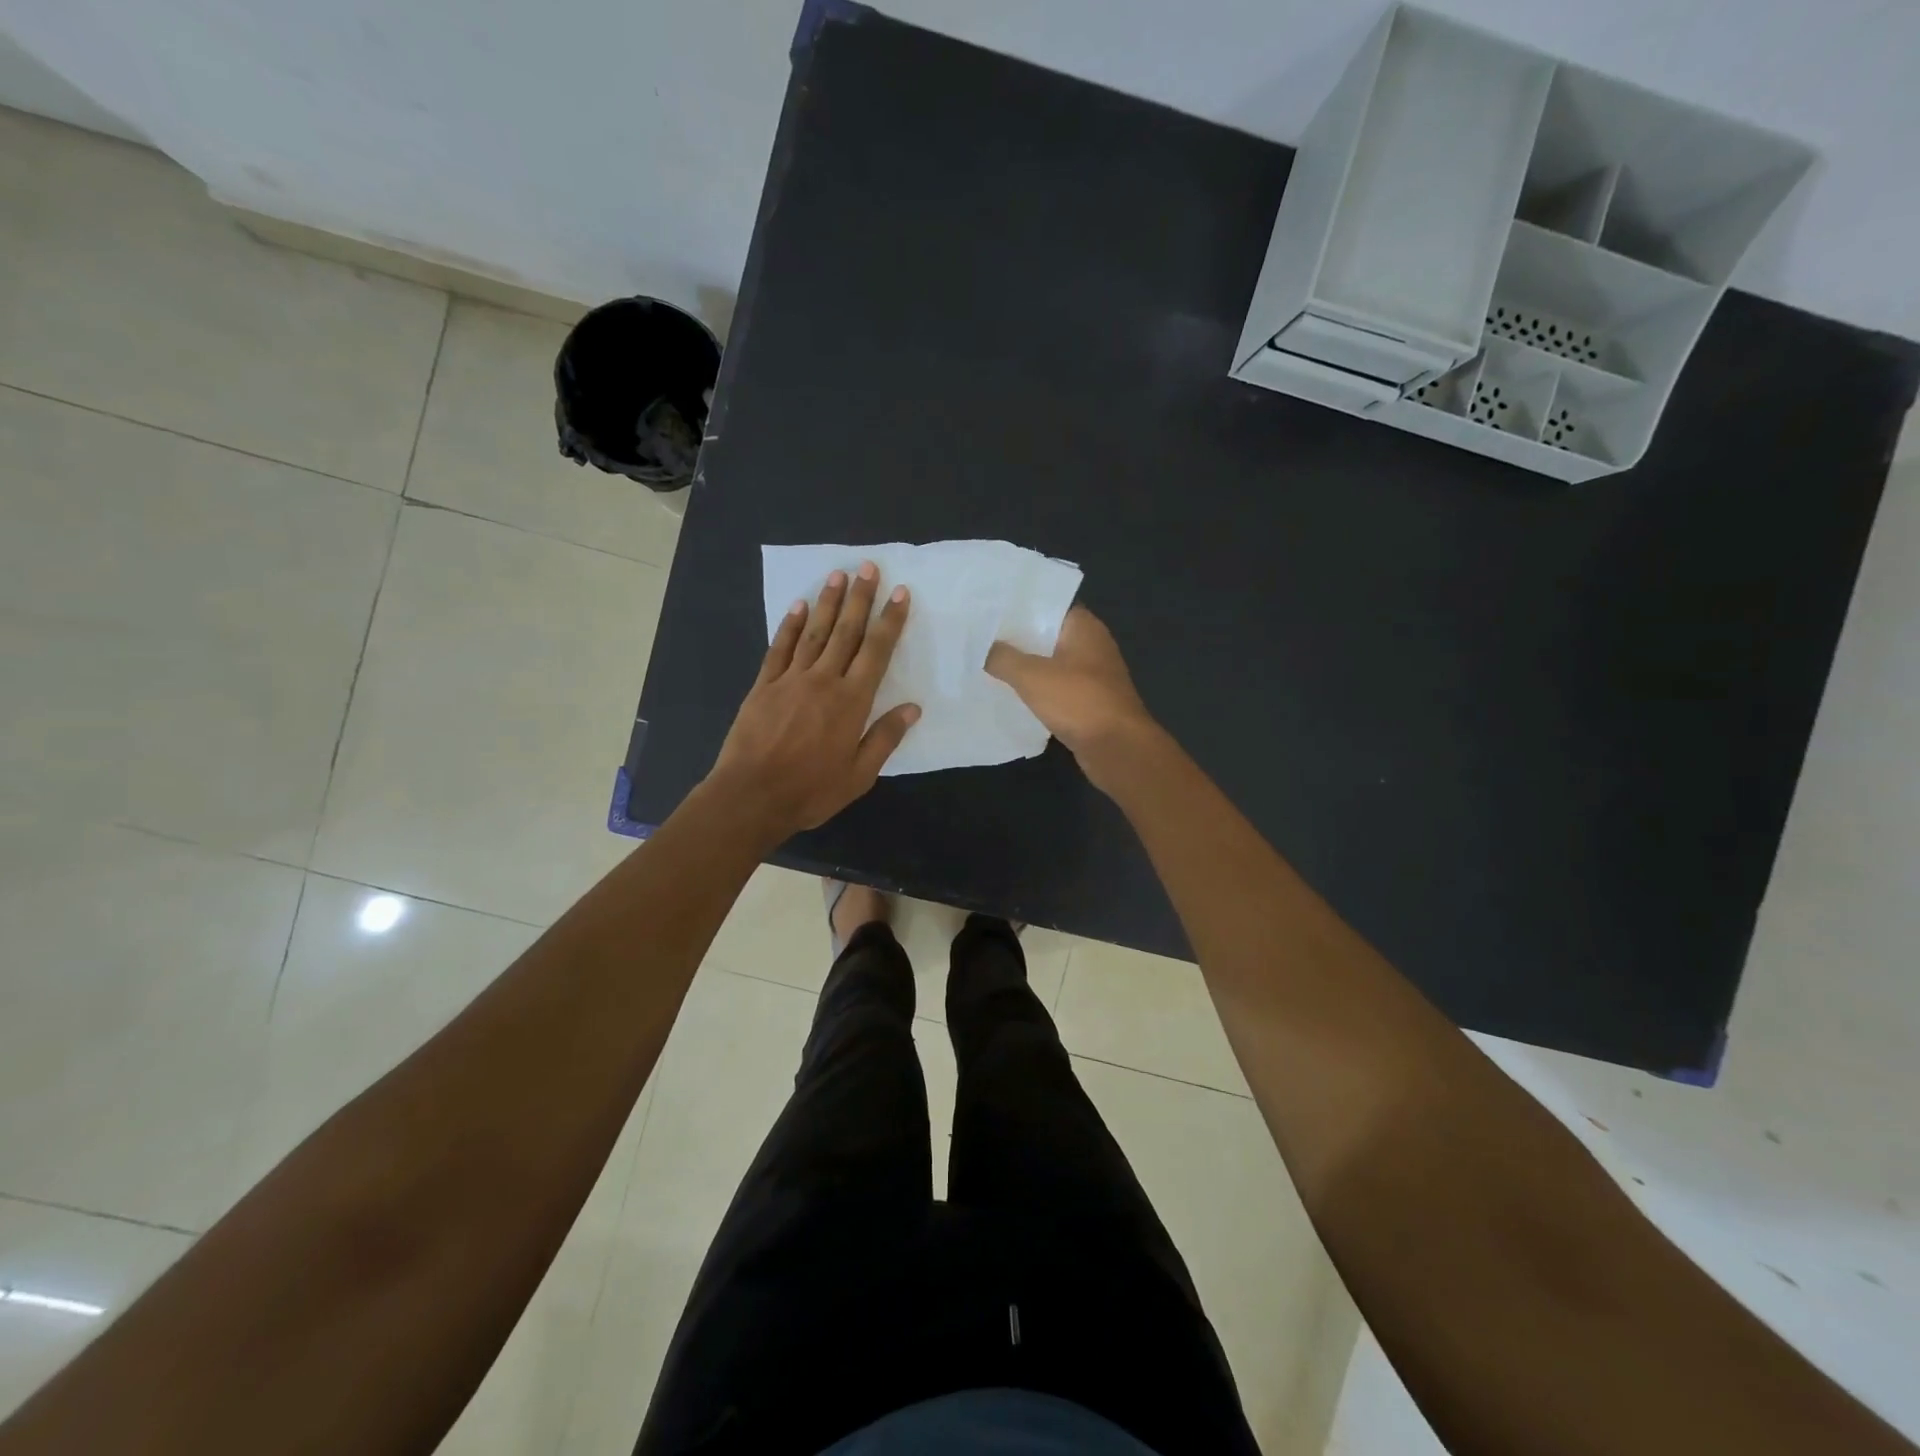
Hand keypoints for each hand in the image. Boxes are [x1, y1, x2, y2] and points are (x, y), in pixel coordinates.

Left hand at [707, 561, 919, 837]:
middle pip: (846, 632)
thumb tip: (912, 708)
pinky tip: (798, 607)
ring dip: (827, 602)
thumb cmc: (811, 790)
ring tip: (838, 575)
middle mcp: (824, 681)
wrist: (752, 796)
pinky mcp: (764, 685)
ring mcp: (791, 679)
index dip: (890, 621)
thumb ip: (885, 738)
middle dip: (860, 598)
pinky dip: (790, 626)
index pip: (877, 652)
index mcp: (852, 702)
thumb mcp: (859, 775)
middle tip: (868, 567)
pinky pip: (780, 648)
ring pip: (814, 632)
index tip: (900, 594)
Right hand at [986, 605, 1157, 789]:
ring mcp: (1092, 675)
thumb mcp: (1032, 676)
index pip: (1048, 604)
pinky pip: (1056, 688)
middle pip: (1047, 634)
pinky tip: (1010, 693)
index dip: (1019, 606)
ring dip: (1025, 665)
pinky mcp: (1088, 701)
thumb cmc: (1078, 701)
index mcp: (1084, 627)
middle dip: (1017, 637)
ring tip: (987, 662)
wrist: (1117, 748)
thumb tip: (984, 648)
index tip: (989, 608)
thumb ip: (1004, 658)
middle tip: (979, 635)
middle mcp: (1091, 645)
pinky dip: (1036, 689)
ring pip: (1050, 662)